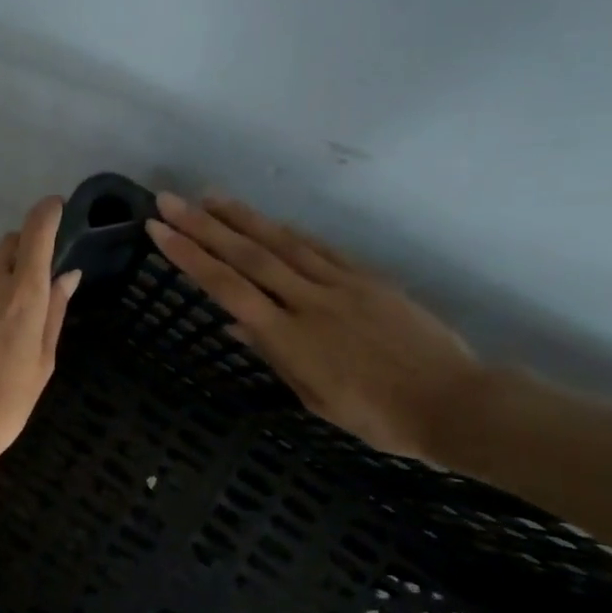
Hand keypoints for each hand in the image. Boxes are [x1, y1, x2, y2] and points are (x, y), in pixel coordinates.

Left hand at [0, 196, 80, 493]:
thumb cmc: (5, 405)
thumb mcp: (42, 363)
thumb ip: (54, 312)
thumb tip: (67, 276)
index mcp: (21, 296)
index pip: (35, 234)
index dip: (47, 214)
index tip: (56, 207)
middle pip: (8, 245)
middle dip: (25, 250)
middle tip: (37, 280)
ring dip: (2, 277)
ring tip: (9, 319)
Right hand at [145, 193, 479, 460]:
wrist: (452, 402)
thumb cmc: (377, 415)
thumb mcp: (314, 397)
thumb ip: (274, 354)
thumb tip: (236, 323)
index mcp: (289, 336)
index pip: (227, 288)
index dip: (190, 257)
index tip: (159, 230)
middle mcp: (308, 301)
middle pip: (248, 255)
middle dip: (203, 226)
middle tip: (170, 200)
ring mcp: (341, 284)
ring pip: (282, 243)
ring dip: (242, 217)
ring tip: (209, 197)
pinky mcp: (368, 278)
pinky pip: (320, 249)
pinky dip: (289, 232)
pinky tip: (269, 221)